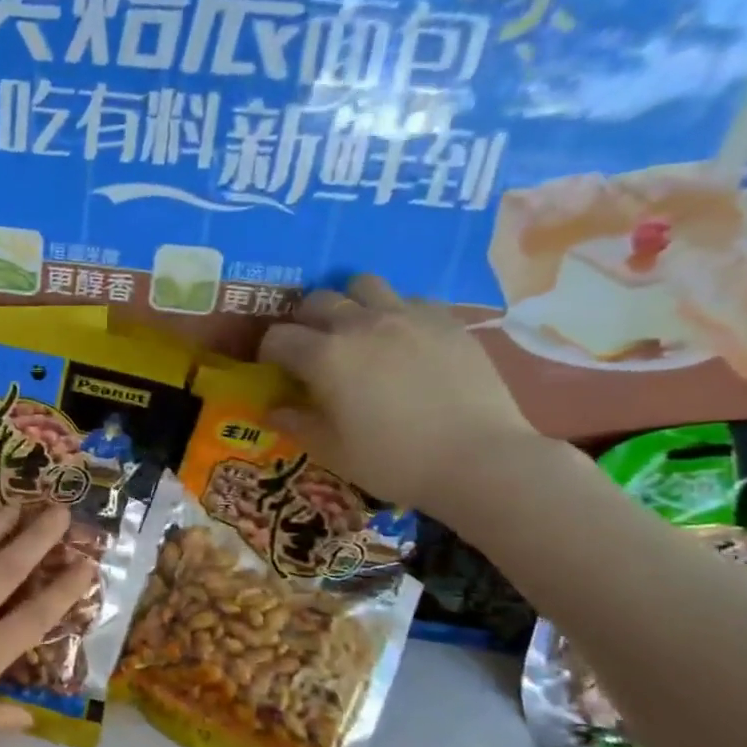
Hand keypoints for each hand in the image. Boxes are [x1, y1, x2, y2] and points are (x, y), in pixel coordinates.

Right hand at [258, 275, 541, 519]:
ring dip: (350, 303)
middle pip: (317, 301)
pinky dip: (394, 312)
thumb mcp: (332, 451)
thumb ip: (297, 424)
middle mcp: (360, 323)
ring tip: (356, 332)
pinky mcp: (445, 318)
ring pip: (363, 285)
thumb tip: (272, 410)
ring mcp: (407, 315)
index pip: (278, 337)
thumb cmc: (394, 461)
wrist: (478, 458)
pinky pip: (409, 299)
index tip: (275, 370)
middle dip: (304, 321)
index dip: (269, 353)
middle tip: (311, 350)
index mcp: (325, 356)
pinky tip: (402, 340)